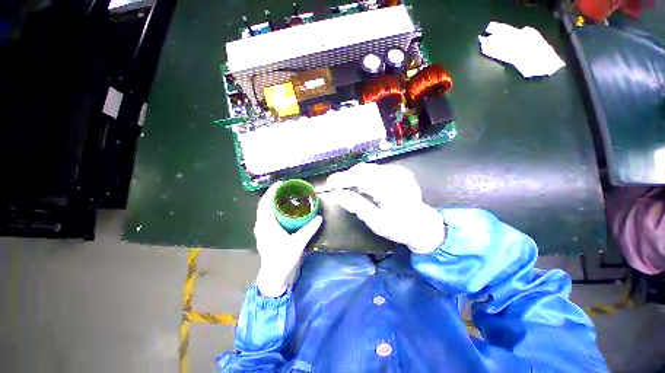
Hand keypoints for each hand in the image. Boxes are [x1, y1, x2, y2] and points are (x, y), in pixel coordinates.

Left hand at [254, 182, 322, 296]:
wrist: (273, 275)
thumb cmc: (283, 258)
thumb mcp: (298, 244)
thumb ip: (308, 230)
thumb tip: (319, 217)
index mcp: (266, 224)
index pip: (266, 203)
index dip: (272, 191)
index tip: (280, 183)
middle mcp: (260, 225)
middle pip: (263, 206)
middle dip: (272, 196)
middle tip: (284, 189)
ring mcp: (260, 232)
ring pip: (263, 213)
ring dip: (271, 204)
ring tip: (283, 199)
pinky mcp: (262, 236)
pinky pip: (264, 219)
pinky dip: (270, 212)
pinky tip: (280, 214)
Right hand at [326, 163, 444, 253]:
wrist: (422, 225)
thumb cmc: (399, 227)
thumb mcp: (376, 222)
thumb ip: (356, 206)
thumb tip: (336, 194)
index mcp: (389, 188)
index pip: (360, 177)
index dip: (342, 179)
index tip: (329, 184)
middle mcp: (395, 175)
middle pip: (364, 170)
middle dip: (348, 176)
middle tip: (335, 186)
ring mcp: (399, 172)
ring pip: (370, 168)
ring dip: (356, 175)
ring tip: (346, 186)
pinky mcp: (401, 172)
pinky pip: (378, 170)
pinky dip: (367, 175)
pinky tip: (362, 185)